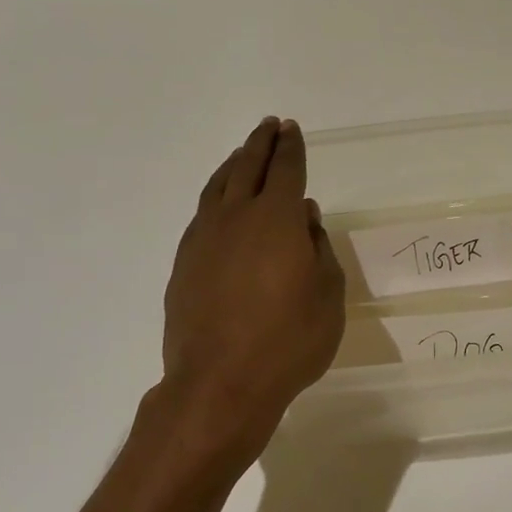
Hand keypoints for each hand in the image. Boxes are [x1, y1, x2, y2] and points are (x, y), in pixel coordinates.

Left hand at [161, 117, 344, 458]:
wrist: (220, 383)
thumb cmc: (289, 340)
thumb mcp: (328, 295)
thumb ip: (319, 249)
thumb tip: (305, 220)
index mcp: (276, 219)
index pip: (286, 170)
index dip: (291, 148)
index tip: (291, 129)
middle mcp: (236, 218)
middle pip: (247, 168)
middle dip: (260, 144)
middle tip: (269, 127)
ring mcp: (203, 240)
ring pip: (217, 188)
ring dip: (232, 166)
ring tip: (241, 156)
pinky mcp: (183, 265)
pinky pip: (201, 216)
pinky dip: (215, 199)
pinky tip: (219, 207)